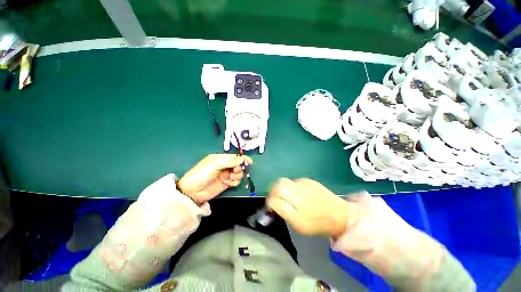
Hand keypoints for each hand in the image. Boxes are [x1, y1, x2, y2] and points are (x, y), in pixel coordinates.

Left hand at [178, 154, 252, 204]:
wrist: (193, 191)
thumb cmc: (202, 174)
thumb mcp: (215, 164)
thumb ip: (230, 161)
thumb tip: (242, 159)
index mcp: (221, 158)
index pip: (235, 157)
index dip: (243, 158)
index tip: (249, 162)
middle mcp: (225, 166)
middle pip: (239, 165)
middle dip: (238, 168)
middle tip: (233, 171)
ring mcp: (226, 175)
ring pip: (239, 173)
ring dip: (236, 175)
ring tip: (229, 178)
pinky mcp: (226, 183)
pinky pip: (236, 181)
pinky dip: (234, 182)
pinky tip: (228, 183)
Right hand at [267, 178, 355, 237]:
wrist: (339, 215)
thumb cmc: (318, 225)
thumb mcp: (299, 227)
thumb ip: (285, 214)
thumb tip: (273, 202)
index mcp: (298, 217)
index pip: (276, 202)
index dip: (269, 201)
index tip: (270, 203)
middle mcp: (302, 201)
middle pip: (280, 187)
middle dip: (273, 190)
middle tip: (274, 194)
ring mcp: (307, 188)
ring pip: (285, 181)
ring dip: (280, 186)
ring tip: (284, 191)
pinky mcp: (310, 181)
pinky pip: (294, 180)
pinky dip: (291, 185)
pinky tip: (296, 190)